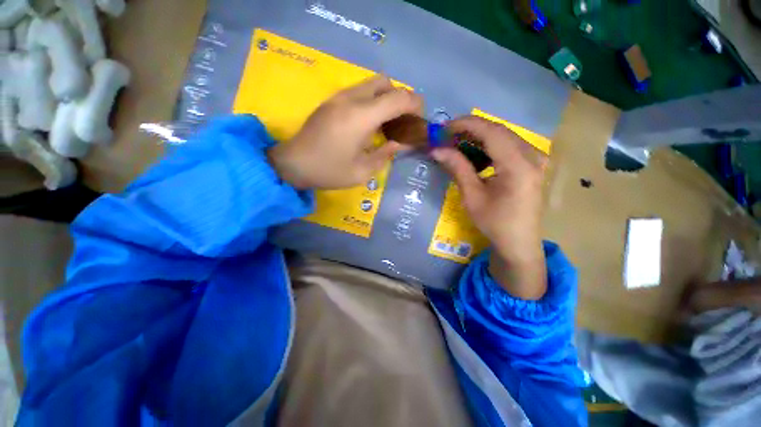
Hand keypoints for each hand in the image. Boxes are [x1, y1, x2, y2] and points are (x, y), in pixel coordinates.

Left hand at [269, 76, 422, 189]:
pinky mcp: (331, 101)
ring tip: (386, 123)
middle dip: (400, 98)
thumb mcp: (362, 171)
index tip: (419, 119)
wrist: (293, 164)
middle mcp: (351, 99)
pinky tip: (369, 123)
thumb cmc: (329, 171)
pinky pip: (359, 92)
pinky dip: (372, 101)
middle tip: (401, 121)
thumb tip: (399, 143)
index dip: (415, 104)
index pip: (398, 97)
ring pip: (371, 84)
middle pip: (385, 82)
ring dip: (385, 98)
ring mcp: (339, 97)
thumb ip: (385, 154)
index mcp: (361, 117)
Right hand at [431, 116, 548, 299]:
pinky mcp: (533, 164)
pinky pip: (510, 145)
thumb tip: (437, 150)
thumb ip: (457, 168)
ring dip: (479, 136)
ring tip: (458, 143)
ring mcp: (536, 159)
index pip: (491, 132)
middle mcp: (532, 156)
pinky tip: (476, 152)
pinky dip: (490, 144)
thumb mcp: (472, 196)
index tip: (444, 128)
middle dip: (470, 129)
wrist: (518, 242)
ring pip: (504, 136)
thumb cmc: (494, 222)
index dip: (466, 125)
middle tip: (447, 136)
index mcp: (518, 165)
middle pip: (498, 130)